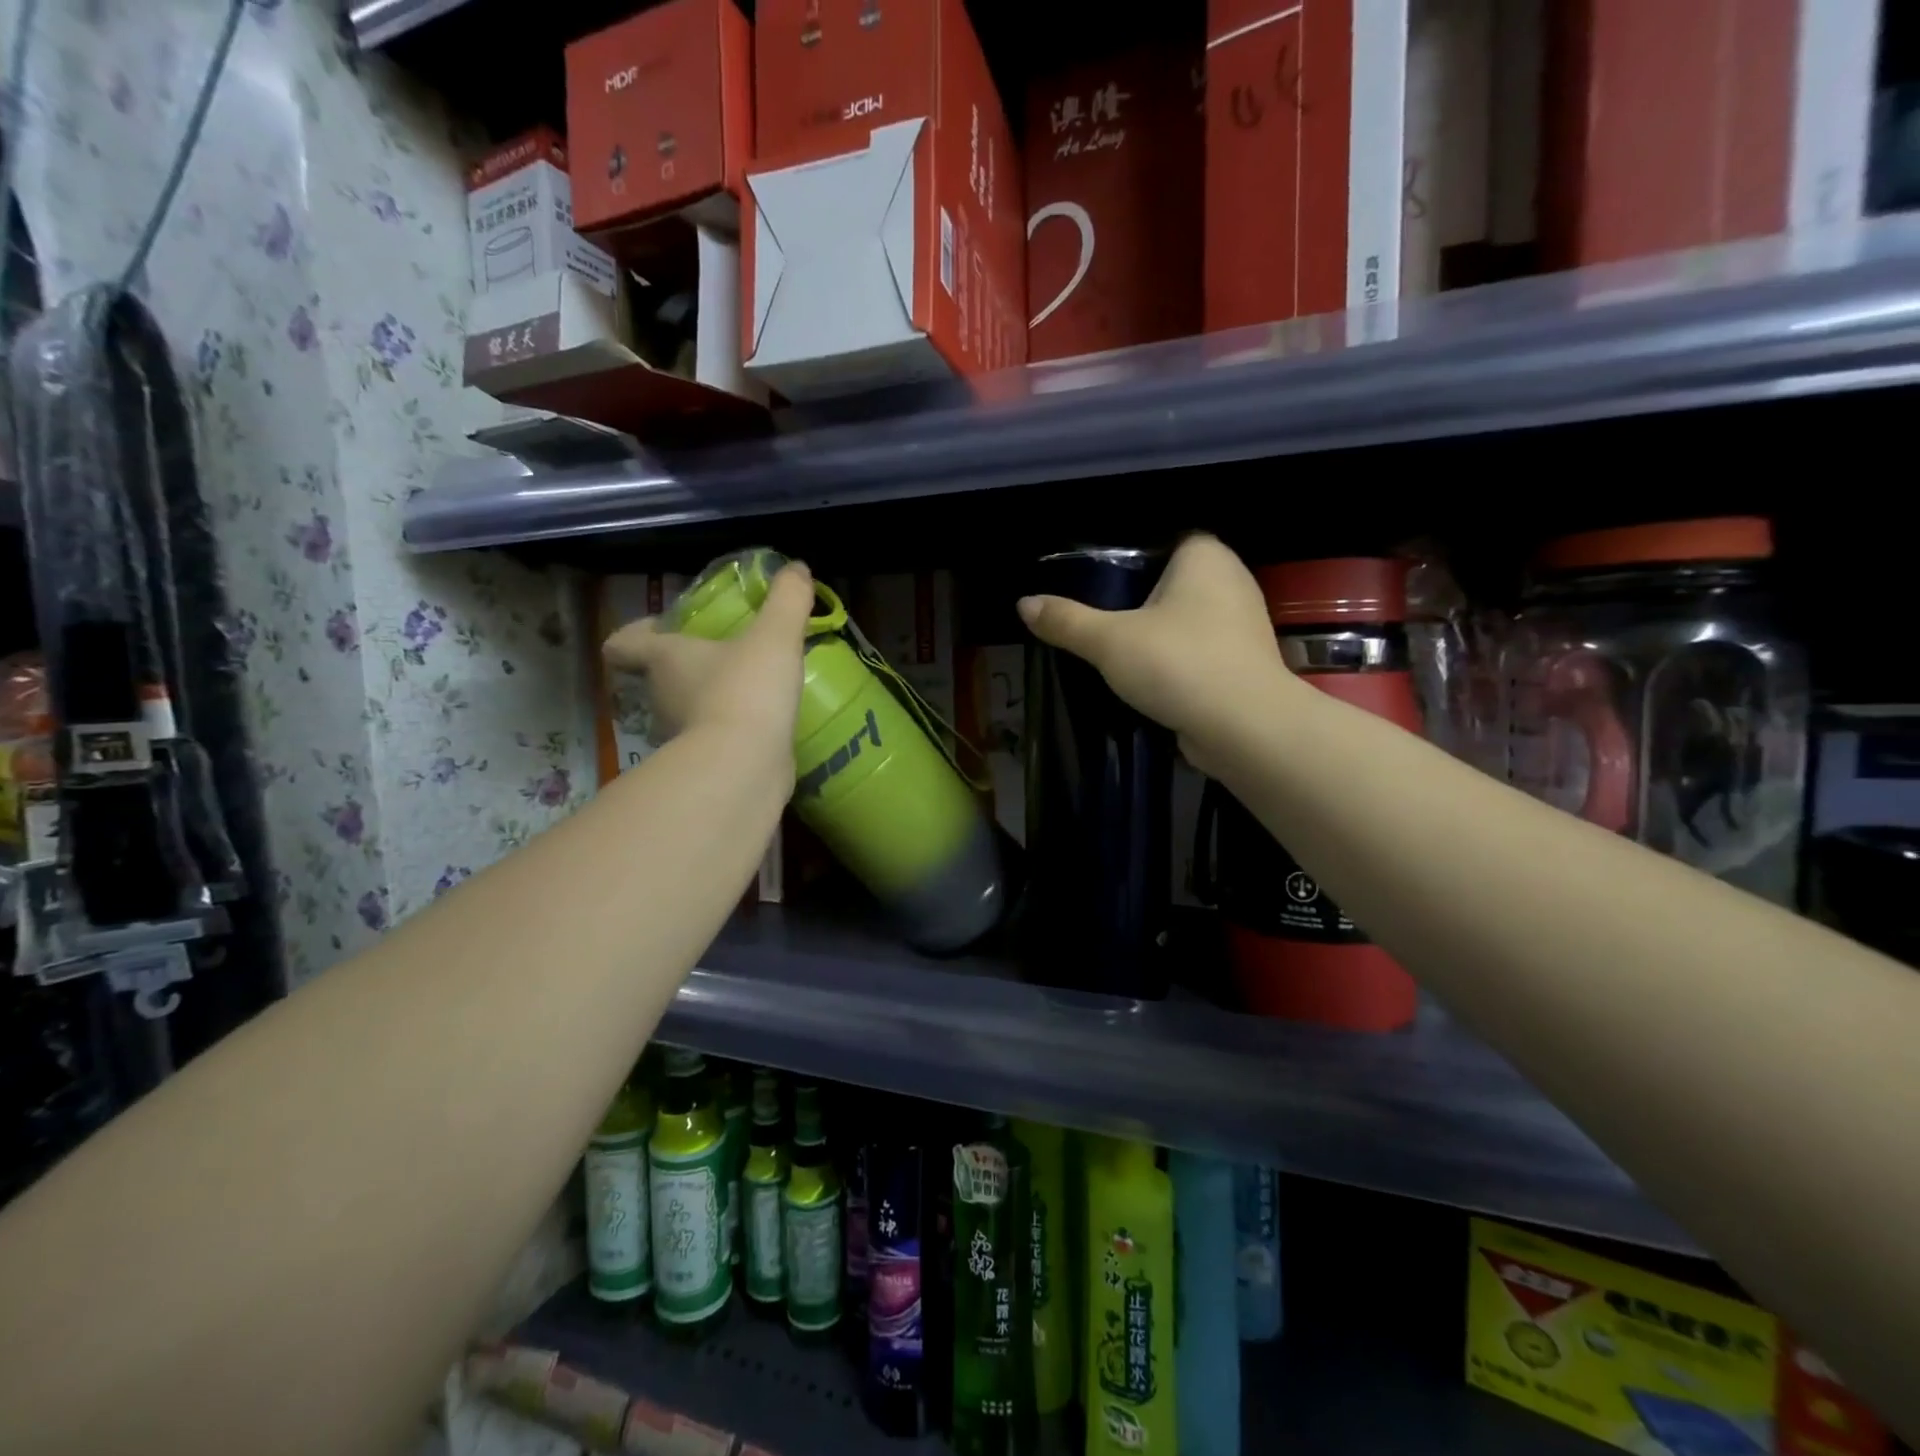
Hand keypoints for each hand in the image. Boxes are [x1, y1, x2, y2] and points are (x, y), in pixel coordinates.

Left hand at [602, 562, 813, 759]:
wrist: (745, 766)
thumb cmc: (747, 690)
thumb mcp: (774, 636)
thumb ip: (787, 600)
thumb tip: (797, 568)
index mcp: (666, 659)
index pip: (626, 644)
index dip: (633, 634)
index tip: (653, 629)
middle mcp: (662, 697)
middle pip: (659, 677)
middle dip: (684, 667)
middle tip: (720, 655)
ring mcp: (680, 736)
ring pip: (686, 710)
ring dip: (708, 700)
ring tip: (748, 690)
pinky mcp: (706, 765)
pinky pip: (714, 741)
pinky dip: (730, 732)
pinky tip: (762, 726)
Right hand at [1017, 534, 1291, 762]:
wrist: (1244, 728)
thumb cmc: (1178, 664)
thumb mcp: (1109, 641)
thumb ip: (1066, 621)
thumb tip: (1023, 604)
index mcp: (1205, 556)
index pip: (1164, 540)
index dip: (1130, 558)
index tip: (1097, 585)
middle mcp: (1232, 581)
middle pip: (1173, 582)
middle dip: (1139, 600)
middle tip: (1097, 618)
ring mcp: (1243, 624)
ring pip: (1187, 619)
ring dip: (1157, 635)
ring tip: (1115, 651)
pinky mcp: (1244, 663)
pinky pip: (1199, 650)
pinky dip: (1176, 661)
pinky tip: (1148, 678)